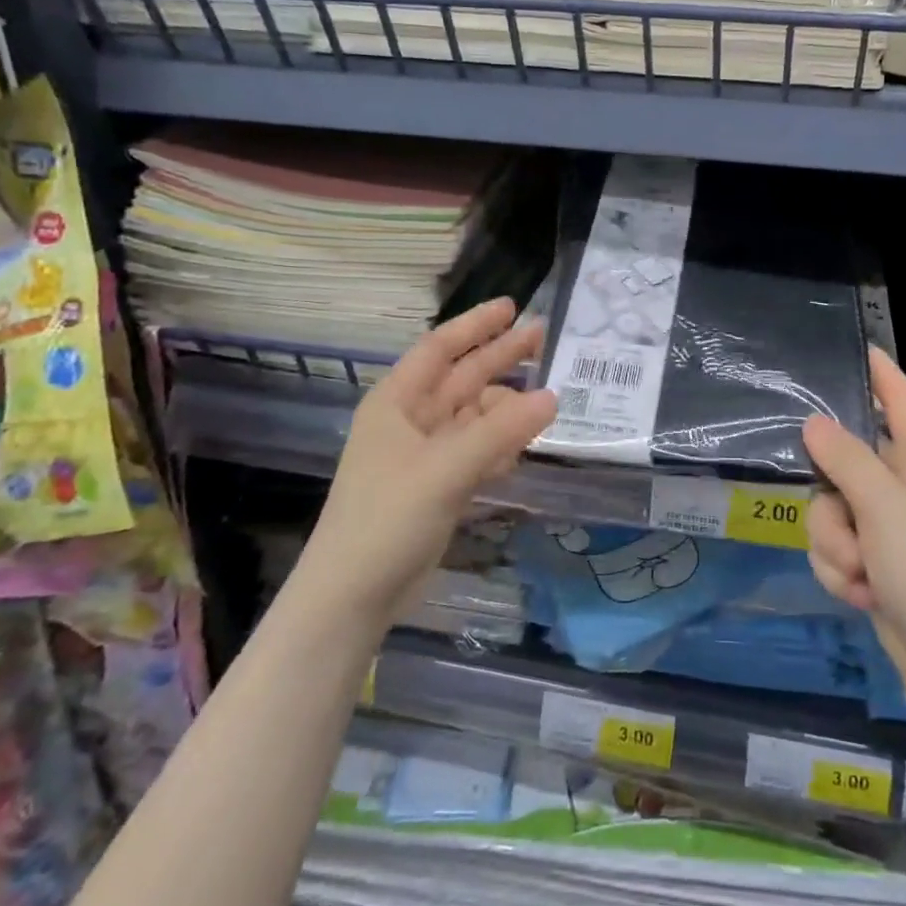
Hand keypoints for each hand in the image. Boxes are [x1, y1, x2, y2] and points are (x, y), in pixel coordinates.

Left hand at [299, 298, 556, 628]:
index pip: (440, 348)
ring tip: (548, 400)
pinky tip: (524, 447)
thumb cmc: (387, 518)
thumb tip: (553, 397)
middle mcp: (411, 421)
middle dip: (501, 357)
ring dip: (506, 407)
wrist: (351, 597)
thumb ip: (501, 431)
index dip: (476, 325)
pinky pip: (477, 451)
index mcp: (397, 402)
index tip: (513, 307)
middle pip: (463, 378)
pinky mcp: (438, 486)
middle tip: (544, 337)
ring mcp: (425, 455)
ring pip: (474, 417)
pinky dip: (500, 445)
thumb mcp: (446, 468)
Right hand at [802, 348, 905, 724]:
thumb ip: (847, 461)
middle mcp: (903, 486)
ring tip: (862, 573)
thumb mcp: (889, 510)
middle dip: (830, 498)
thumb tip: (813, 422)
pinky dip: (839, 573)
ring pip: (827, 510)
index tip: (848, 346)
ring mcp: (888, 529)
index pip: (899, 397)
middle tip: (845, 520)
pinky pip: (833, 549)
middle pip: (840, 460)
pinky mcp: (874, 565)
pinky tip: (862, 596)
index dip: (878, 370)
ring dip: (833, 545)